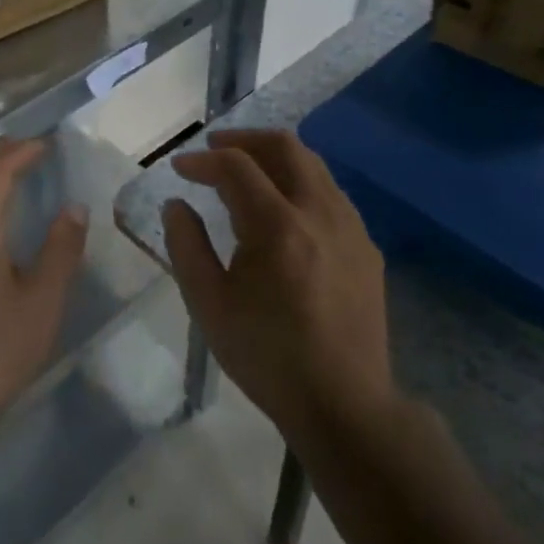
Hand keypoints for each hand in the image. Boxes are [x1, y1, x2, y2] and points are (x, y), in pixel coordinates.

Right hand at [164, 129, 398, 451]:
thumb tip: (176, 204)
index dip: (202, 160)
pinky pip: (331, 193)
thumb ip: (186, 245)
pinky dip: (300, 182)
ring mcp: (350, 227)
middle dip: (244, 139)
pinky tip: (284, 208)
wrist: (344, 404)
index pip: (236, 166)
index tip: (179, 168)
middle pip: (285, 146)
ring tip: (247, 171)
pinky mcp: (366, 247)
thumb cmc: (267, 355)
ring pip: (313, 165)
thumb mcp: (209, 305)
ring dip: (275, 157)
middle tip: (214, 149)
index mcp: (277, 225)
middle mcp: (319, 212)